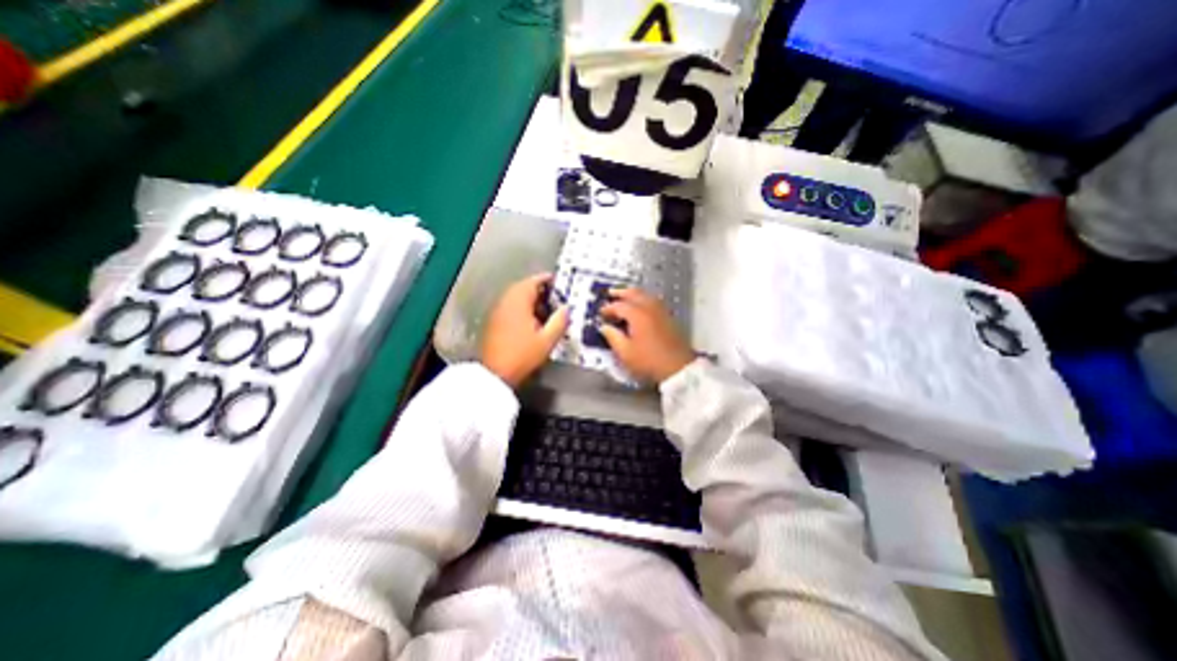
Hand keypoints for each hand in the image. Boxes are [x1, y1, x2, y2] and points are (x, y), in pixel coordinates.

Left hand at [480, 272, 567, 387]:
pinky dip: (522, 308)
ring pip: (516, 297)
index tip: (558, 283)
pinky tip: (532, 322)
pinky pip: (510, 307)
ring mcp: (497, 311)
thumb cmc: (522, 355)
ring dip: (531, 300)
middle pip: (524, 288)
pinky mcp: (494, 322)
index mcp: (518, 301)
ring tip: (546, 311)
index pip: (533, 281)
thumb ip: (560, 321)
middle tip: (555, 298)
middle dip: (540, 291)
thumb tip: (566, 309)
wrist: (495, 373)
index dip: (547, 280)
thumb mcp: (547, 340)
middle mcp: (505, 301)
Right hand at [602, 287, 690, 383]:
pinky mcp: (668, 317)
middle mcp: (650, 308)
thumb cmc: (649, 361)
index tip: (600, 313)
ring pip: (645, 295)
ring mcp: (661, 311)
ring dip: (633, 294)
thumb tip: (605, 327)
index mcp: (638, 314)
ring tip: (624, 298)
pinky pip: (653, 301)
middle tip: (610, 293)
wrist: (678, 368)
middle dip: (621, 292)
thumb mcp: (625, 352)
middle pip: (634, 293)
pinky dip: (643, 300)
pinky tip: (640, 308)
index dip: (607, 308)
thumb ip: (613, 337)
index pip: (619, 305)